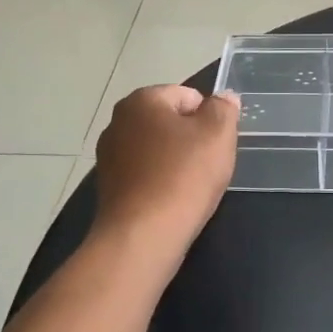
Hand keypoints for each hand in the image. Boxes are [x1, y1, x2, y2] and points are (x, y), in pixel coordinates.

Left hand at [94, 85, 239, 247]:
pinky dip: (160, 182)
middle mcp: (118, 121)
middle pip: (170, 122)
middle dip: (191, 139)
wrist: (143, 236)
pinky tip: (172, 201)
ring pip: (157, 150)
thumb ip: (223, 109)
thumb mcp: (218, 134)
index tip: (217, 144)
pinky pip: (145, 174)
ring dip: (175, 162)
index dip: (209, 118)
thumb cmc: (183, 176)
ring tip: (190, 187)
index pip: (188, 96)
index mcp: (141, 100)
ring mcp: (109, 155)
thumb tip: (223, 97)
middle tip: (208, 165)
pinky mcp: (109, 186)